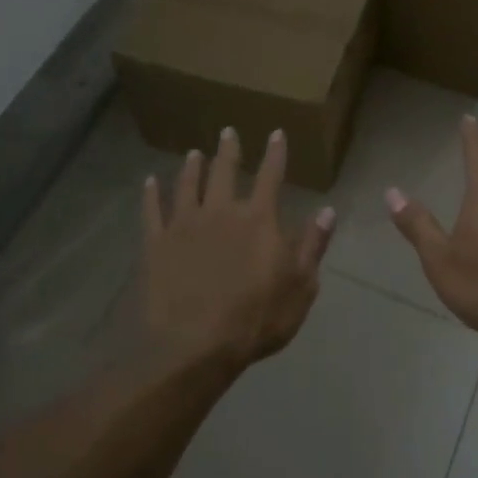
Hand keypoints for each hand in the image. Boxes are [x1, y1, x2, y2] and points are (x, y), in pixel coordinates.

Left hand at [140, 127, 334, 374]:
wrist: (193, 345)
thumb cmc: (255, 319)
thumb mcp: (300, 287)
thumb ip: (312, 246)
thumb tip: (328, 211)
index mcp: (259, 219)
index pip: (271, 176)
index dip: (275, 153)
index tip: (276, 133)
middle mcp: (221, 211)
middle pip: (225, 171)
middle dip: (229, 150)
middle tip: (227, 132)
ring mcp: (185, 225)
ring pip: (188, 185)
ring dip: (193, 167)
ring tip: (194, 154)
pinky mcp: (156, 243)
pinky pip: (152, 211)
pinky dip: (151, 194)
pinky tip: (149, 182)